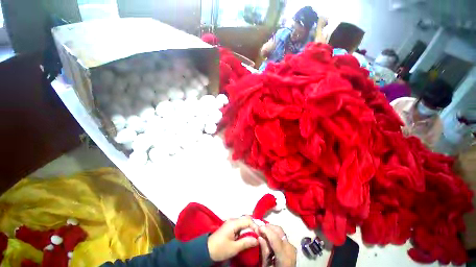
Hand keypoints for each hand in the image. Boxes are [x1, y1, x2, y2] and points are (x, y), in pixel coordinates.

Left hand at [207, 216, 258, 261]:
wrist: (207, 250)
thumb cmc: (220, 249)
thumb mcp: (234, 248)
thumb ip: (246, 242)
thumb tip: (257, 239)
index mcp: (234, 223)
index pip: (248, 220)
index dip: (255, 226)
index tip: (260, 235)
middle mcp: (233, 220)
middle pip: (246, 219)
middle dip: (253, 227)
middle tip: (259, 236)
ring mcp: (231, 222)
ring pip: (244, 222)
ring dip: (250, 228)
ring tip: (255, 237)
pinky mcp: (230, 226)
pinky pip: (240, 225)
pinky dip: (245, 230)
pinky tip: (248, 236)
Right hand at [259, 225, 296, 266]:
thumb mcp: (266, 266)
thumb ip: (264, 252)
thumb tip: (259, 236)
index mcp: (285, 257)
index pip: (276, 239)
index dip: (266, 231)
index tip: (258, 227)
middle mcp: (290, 249)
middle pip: (279, 231)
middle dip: (268, 228)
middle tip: (259, 229)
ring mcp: (292, 247)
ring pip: (281, 232)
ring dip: (271, 230)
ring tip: (263, 232)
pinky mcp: (291, 247)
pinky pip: (282, 236)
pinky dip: (275, 233)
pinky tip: (269, 237)